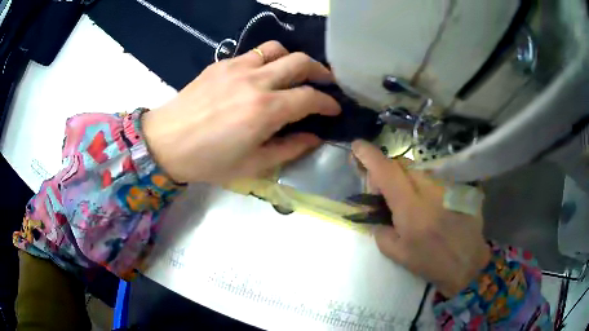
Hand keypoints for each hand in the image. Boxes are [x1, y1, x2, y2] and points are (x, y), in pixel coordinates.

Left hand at [142, 41, 340, 183]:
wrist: (165, 142)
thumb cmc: (207, 160)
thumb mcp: (252, 165)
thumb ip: (289, 149)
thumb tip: (314, 138)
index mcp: (265, 110)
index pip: (310, 97)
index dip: (328, 102)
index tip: (335, 108)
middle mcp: (256, 81)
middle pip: (300, 61)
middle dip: (320, 71)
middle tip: (326, 83)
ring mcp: (237, 67)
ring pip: (277, 48)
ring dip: (293, 59)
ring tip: (295, 73)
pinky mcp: (222, 63)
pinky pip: (253, 52)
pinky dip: (268, 59)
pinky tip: (263, 73)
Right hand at [351, 140, 490, 297]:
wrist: (466, 262)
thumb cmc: (431, 262)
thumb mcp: (397, 254)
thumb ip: (379, 230)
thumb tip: (372, 211)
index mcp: (411, 209)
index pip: (387, 172)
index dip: (369, 156)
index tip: (357, 146)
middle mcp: (430, 190)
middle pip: (402, 164)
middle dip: (388, 171)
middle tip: (385, 192)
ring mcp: (447, 185)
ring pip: (418, 168)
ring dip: (406, 177)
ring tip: (409, 198)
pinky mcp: (458, 185)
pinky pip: (434, 175)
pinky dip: (424, 183)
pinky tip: (429, 200)